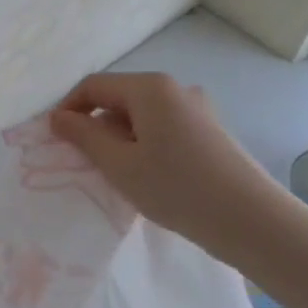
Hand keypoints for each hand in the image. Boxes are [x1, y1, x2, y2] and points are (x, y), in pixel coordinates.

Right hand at [49, 72, 281, 260]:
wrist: (252, 220)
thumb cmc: (177, 188)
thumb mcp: (119, 164)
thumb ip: (83, 136)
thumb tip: (58, 117)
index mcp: (149, 87)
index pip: (94, 86)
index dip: (68, 108)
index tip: (54, 140)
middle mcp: (174, 88)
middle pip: (118, 97)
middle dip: (95, 125)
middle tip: (84, 162)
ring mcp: (196, 108)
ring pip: (141, 115)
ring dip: (120, 137)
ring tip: (116, 173)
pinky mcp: (209, 129)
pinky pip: (162, 127)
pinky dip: (144, 144)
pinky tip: (147, 175)